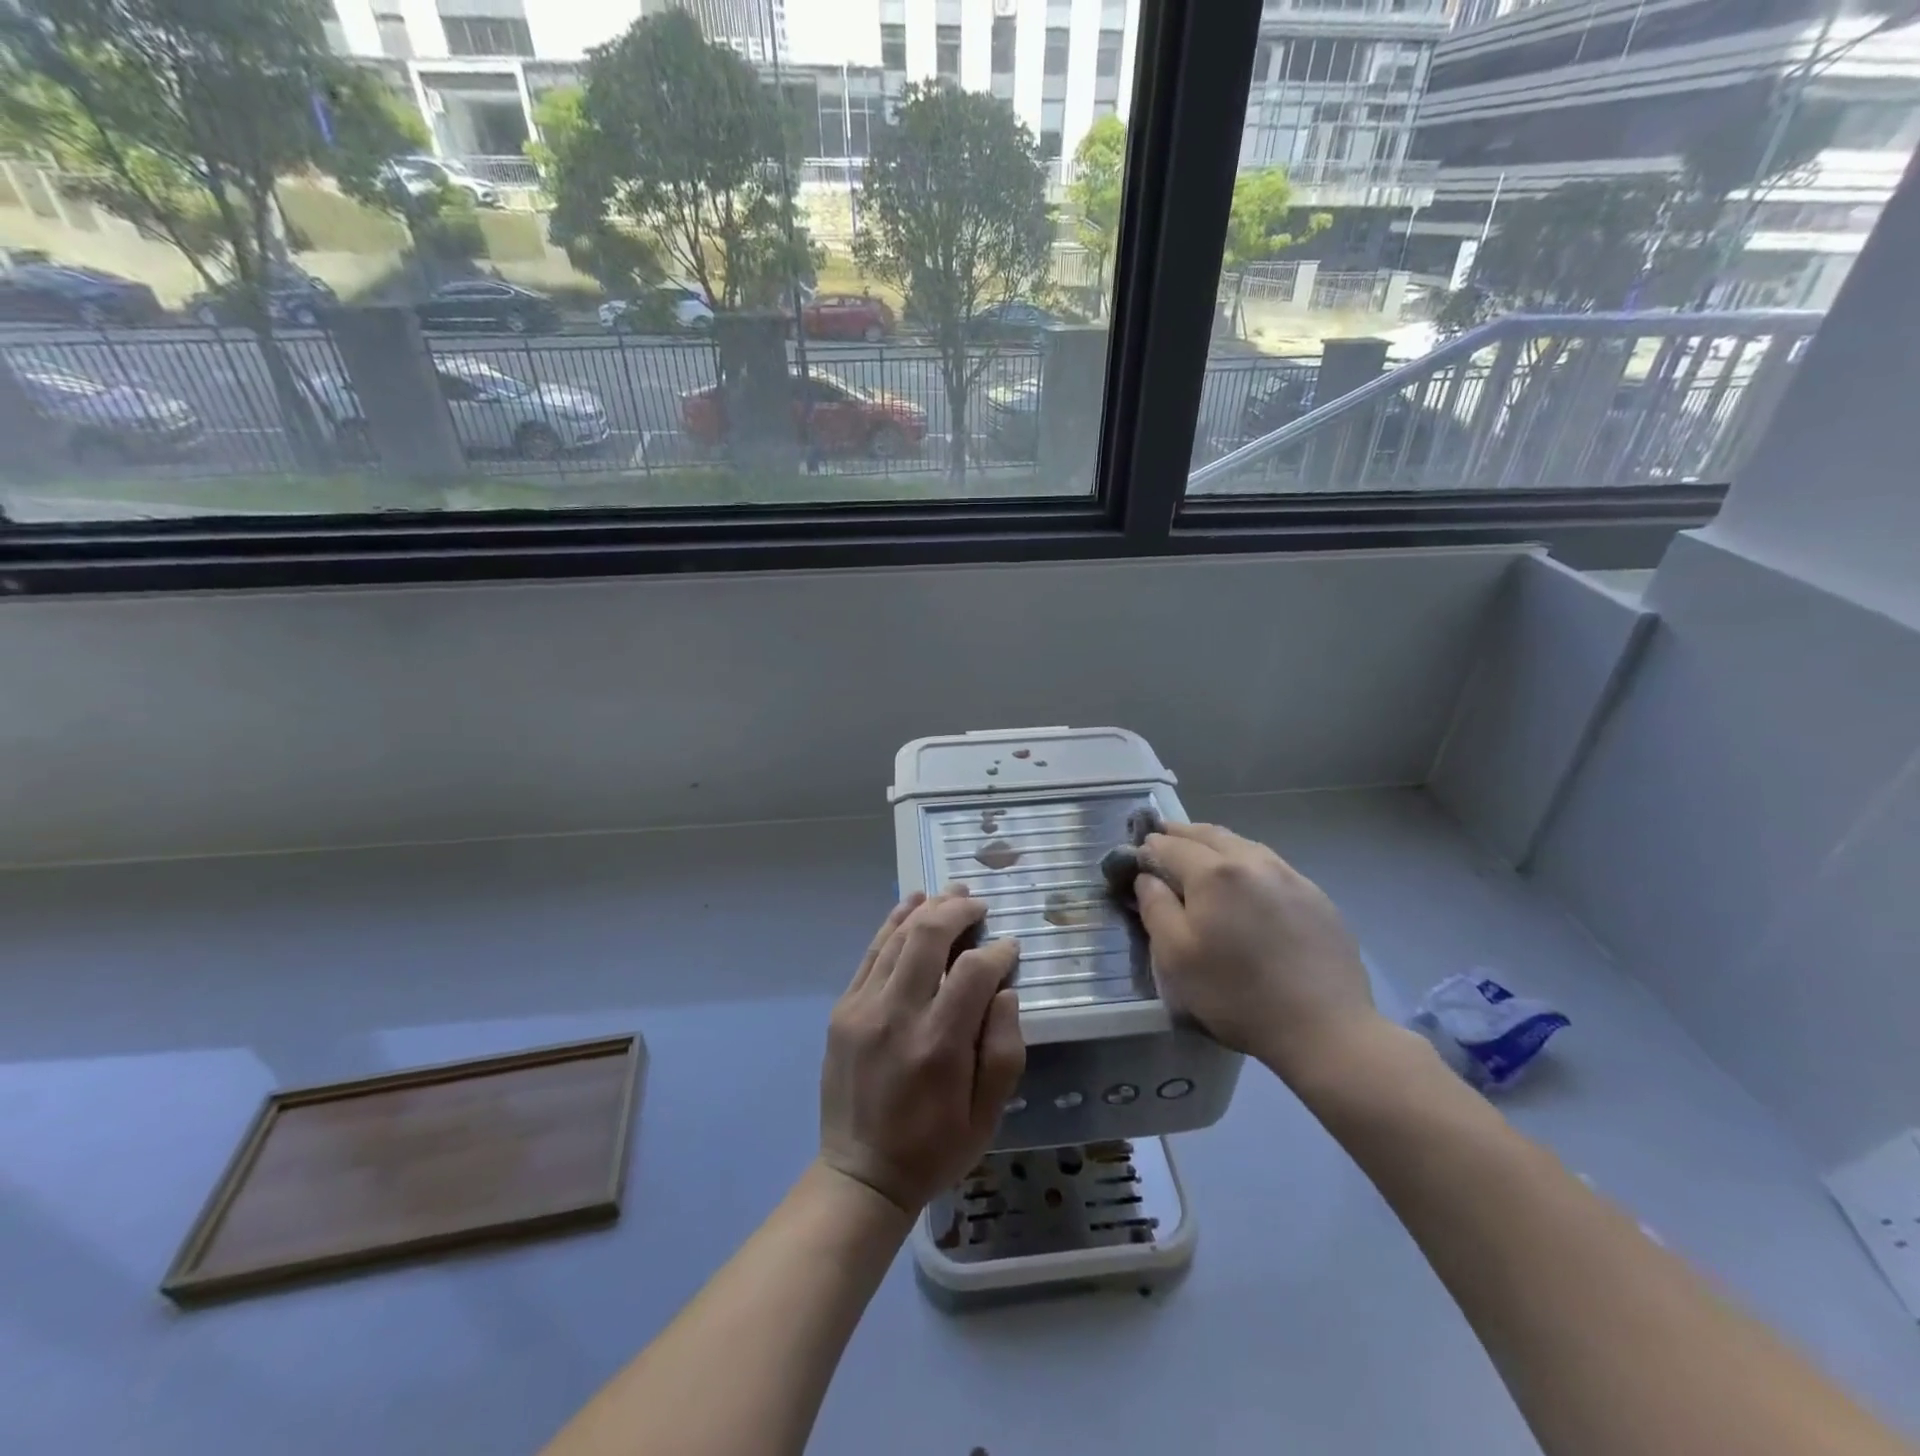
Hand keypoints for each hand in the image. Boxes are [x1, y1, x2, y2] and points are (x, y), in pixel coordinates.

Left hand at [818, 889, 1025, 1215]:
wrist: (860, 1173)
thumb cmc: (934, 1147)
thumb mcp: (988, 1114)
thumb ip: (1004, 1049)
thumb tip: (1006, 992)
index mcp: (939, 1045)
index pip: (973, 972)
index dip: (997, 952)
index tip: (1009, 948)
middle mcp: (898, 1016)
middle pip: (928, 937)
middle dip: (958, 910)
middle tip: (979, 902)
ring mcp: (863, 1008)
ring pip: (897, 937)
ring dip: (927, 909)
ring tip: (951, 894)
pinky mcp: (843, 1009)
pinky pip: (871, 953)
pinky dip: (892, 922)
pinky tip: (911, 904)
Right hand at [1133, 823, 1379, 1085]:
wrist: (1325, 1029)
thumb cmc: (1237, 994)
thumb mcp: (1176, 957)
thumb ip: (1155, 907)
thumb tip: (1147, 877)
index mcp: (1213, 872)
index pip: (1168, 845)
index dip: (1146, 851)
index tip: (1134, 863)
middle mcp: (1252, 860)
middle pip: (1207, 833)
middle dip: (1179, 836)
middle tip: (1161, 845)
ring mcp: (1290, 875)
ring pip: (1242, 844)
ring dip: (1214, 846)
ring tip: (1200, 861)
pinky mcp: (1316, 896)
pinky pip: (1270, 865)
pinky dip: (1246, 864)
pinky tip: (1245, 888)